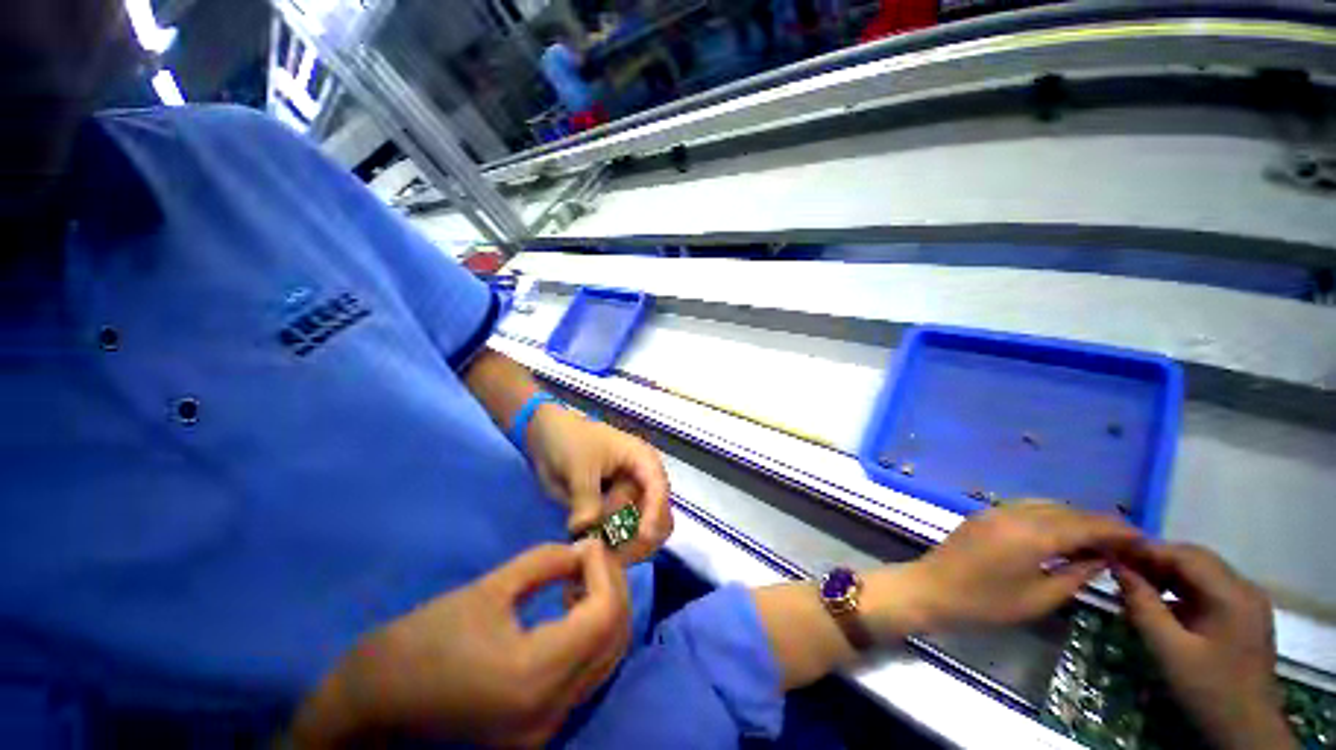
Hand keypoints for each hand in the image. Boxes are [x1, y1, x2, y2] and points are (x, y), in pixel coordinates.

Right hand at [292, 541, 629, 748]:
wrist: (369, 709)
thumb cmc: (419, 643)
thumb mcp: (487, 590)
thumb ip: (544, 563)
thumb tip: (582, 551)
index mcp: (536, 677)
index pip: (604, 615)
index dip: (604, 571)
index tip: (588, 543)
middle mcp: (552, 710)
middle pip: (614, 638)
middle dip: (613, 586)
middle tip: (592, 555)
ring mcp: (547, 727)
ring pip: (606, 658)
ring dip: (605, 609)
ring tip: (583, 575)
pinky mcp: (538, 727)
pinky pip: (586, 673)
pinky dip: (590, 634)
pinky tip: (570, 606)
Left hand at [526, 405, 671, 563]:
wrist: (549, 439)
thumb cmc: (571, 442)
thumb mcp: (579, 466)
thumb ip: (586, 499)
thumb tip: (587, 533)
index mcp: (643, 461)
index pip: (660, 489)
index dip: (656, 512)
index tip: (643, 536)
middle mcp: (643, 483)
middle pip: (659, 518)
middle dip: (639, 538)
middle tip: (608, 551)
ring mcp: (630, 501)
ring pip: (643, 535)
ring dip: (624, 549)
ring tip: (596, 552)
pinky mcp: (615, 515)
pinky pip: (622, 540)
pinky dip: (612, 550)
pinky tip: (594, 552)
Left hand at [867, 503, 1140, 634]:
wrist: (932, 589)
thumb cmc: (986, 603)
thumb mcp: (1039, 598)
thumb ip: (1075, 575)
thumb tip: (1102, 558)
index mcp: (1032, 534)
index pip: (1085, 524)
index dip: (1116, 530)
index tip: (1142, 539)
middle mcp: (1014, 513)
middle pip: (1066, 511)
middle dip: (1098, 523)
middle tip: (1123, 543)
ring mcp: (995, 510)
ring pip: (1046, 505)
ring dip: (1073, 518)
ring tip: (1096, 540)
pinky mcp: (984, 514)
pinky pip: (1025, 508)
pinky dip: (1049, 516)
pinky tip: (1060, 534)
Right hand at [1115, 544, 1293, 749]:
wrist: (1247, 731)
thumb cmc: (1208, 690)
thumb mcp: (1169, 651)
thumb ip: (1143, 606)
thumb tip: (1118, 568)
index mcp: (1232, 594)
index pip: (1185, 555)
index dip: (1146, 550)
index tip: (1110, 552)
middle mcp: (1244, 589)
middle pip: (1195, 560)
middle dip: (1155, 561)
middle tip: (1117, 567)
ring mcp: (1247, 603)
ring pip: (1200, 574)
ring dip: (1165, 575)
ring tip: (1133, 585)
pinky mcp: (1242, 616)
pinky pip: (1207, 590)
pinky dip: (1179, 590)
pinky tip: (1159, 604)